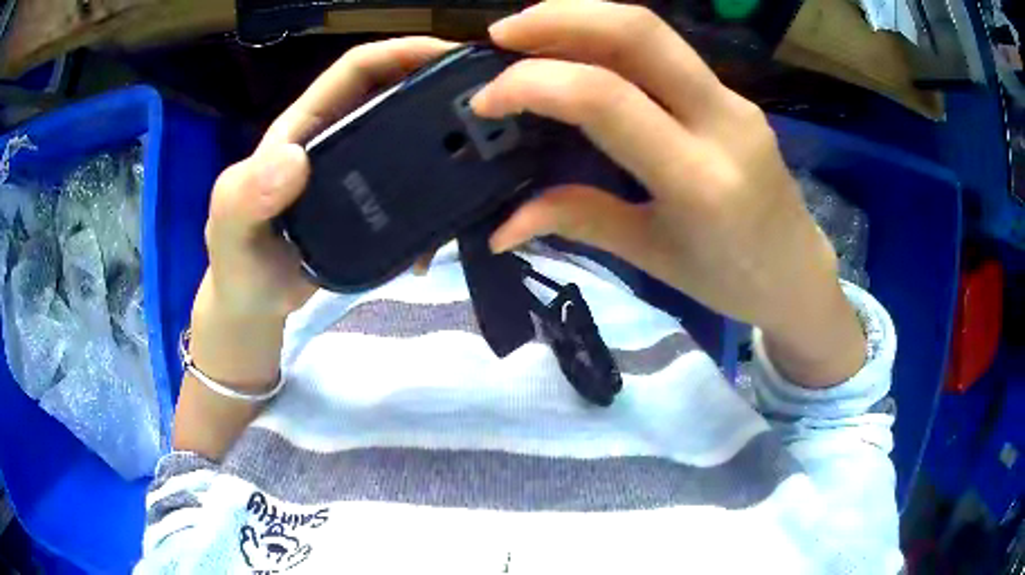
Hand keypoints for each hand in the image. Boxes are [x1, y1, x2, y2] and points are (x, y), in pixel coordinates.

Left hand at [177, 37, 456, 458]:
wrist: (256, 304)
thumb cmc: (238, 262)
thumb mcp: (229, 228)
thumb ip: (245, 196)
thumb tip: (292, 160)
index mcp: (306, 127)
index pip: (357, 70)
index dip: (402, 51)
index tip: (451, 54)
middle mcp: (337, 140)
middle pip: (397, 96)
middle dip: (441, 87)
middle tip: (492, 101)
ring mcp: (359, 175)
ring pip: (413, 142)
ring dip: (450, 141)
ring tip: (492, 154)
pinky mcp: (374, 208)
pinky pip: (416, 190)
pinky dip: (440, 197)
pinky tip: (456, 221)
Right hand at [472, 1, 864, 385]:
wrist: (798, 275)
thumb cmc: (730, 281)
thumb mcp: (651, 256)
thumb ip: (578, 220)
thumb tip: (501, 225)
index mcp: (698, 179)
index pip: (605, 97)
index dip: (534, 84)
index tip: (487, 99)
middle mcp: (722, 121)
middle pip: (638, 31)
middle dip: (559, 18)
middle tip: (501, 35)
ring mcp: (734, 99)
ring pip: (654, 30)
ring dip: (583, 18)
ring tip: (529, 34)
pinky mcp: (734, 94)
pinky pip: (668, 49)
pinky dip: (612, 39)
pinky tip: (580, 52)